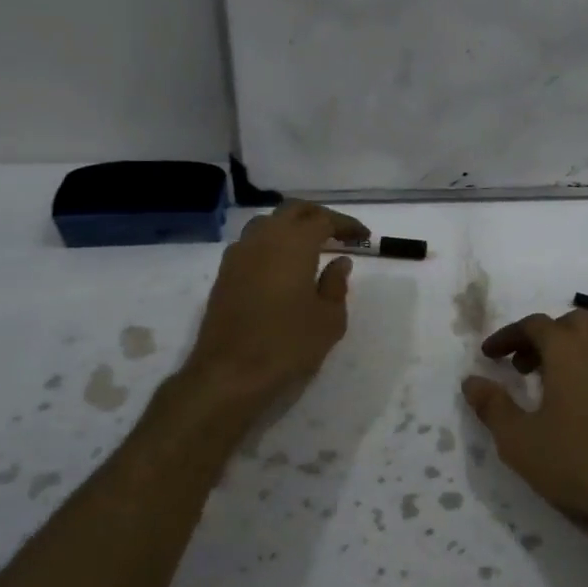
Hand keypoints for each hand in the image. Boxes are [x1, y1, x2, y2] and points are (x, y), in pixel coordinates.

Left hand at [183, 201, 369, 405]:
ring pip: (267, 223)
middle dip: (318, 216)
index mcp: (293, 244)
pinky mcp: (224, 274)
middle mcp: (263, 239)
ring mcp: (238, 255)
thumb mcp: (329, 319)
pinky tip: (282, 265)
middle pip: (292, 211)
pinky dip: (272, 243)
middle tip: (339, 233)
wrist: (229, 375)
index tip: (363, 235)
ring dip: (291, 226)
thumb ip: (336, 285)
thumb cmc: (288, 345)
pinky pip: (252, 243)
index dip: (346, 224)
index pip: (323, 219)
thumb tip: (340, 262)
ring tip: (310, 246)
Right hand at [461, 310, 587, 544]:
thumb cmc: (574, 463)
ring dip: (569, 351)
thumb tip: (471, 381)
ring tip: (549, 384)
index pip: (534, 325)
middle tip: (520, 366)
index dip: (507, 336)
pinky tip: (586, 400)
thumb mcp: (518, 439)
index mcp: (569, 352)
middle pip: (569, 324)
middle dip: (542, 337)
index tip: (488, 356)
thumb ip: (492, 405)